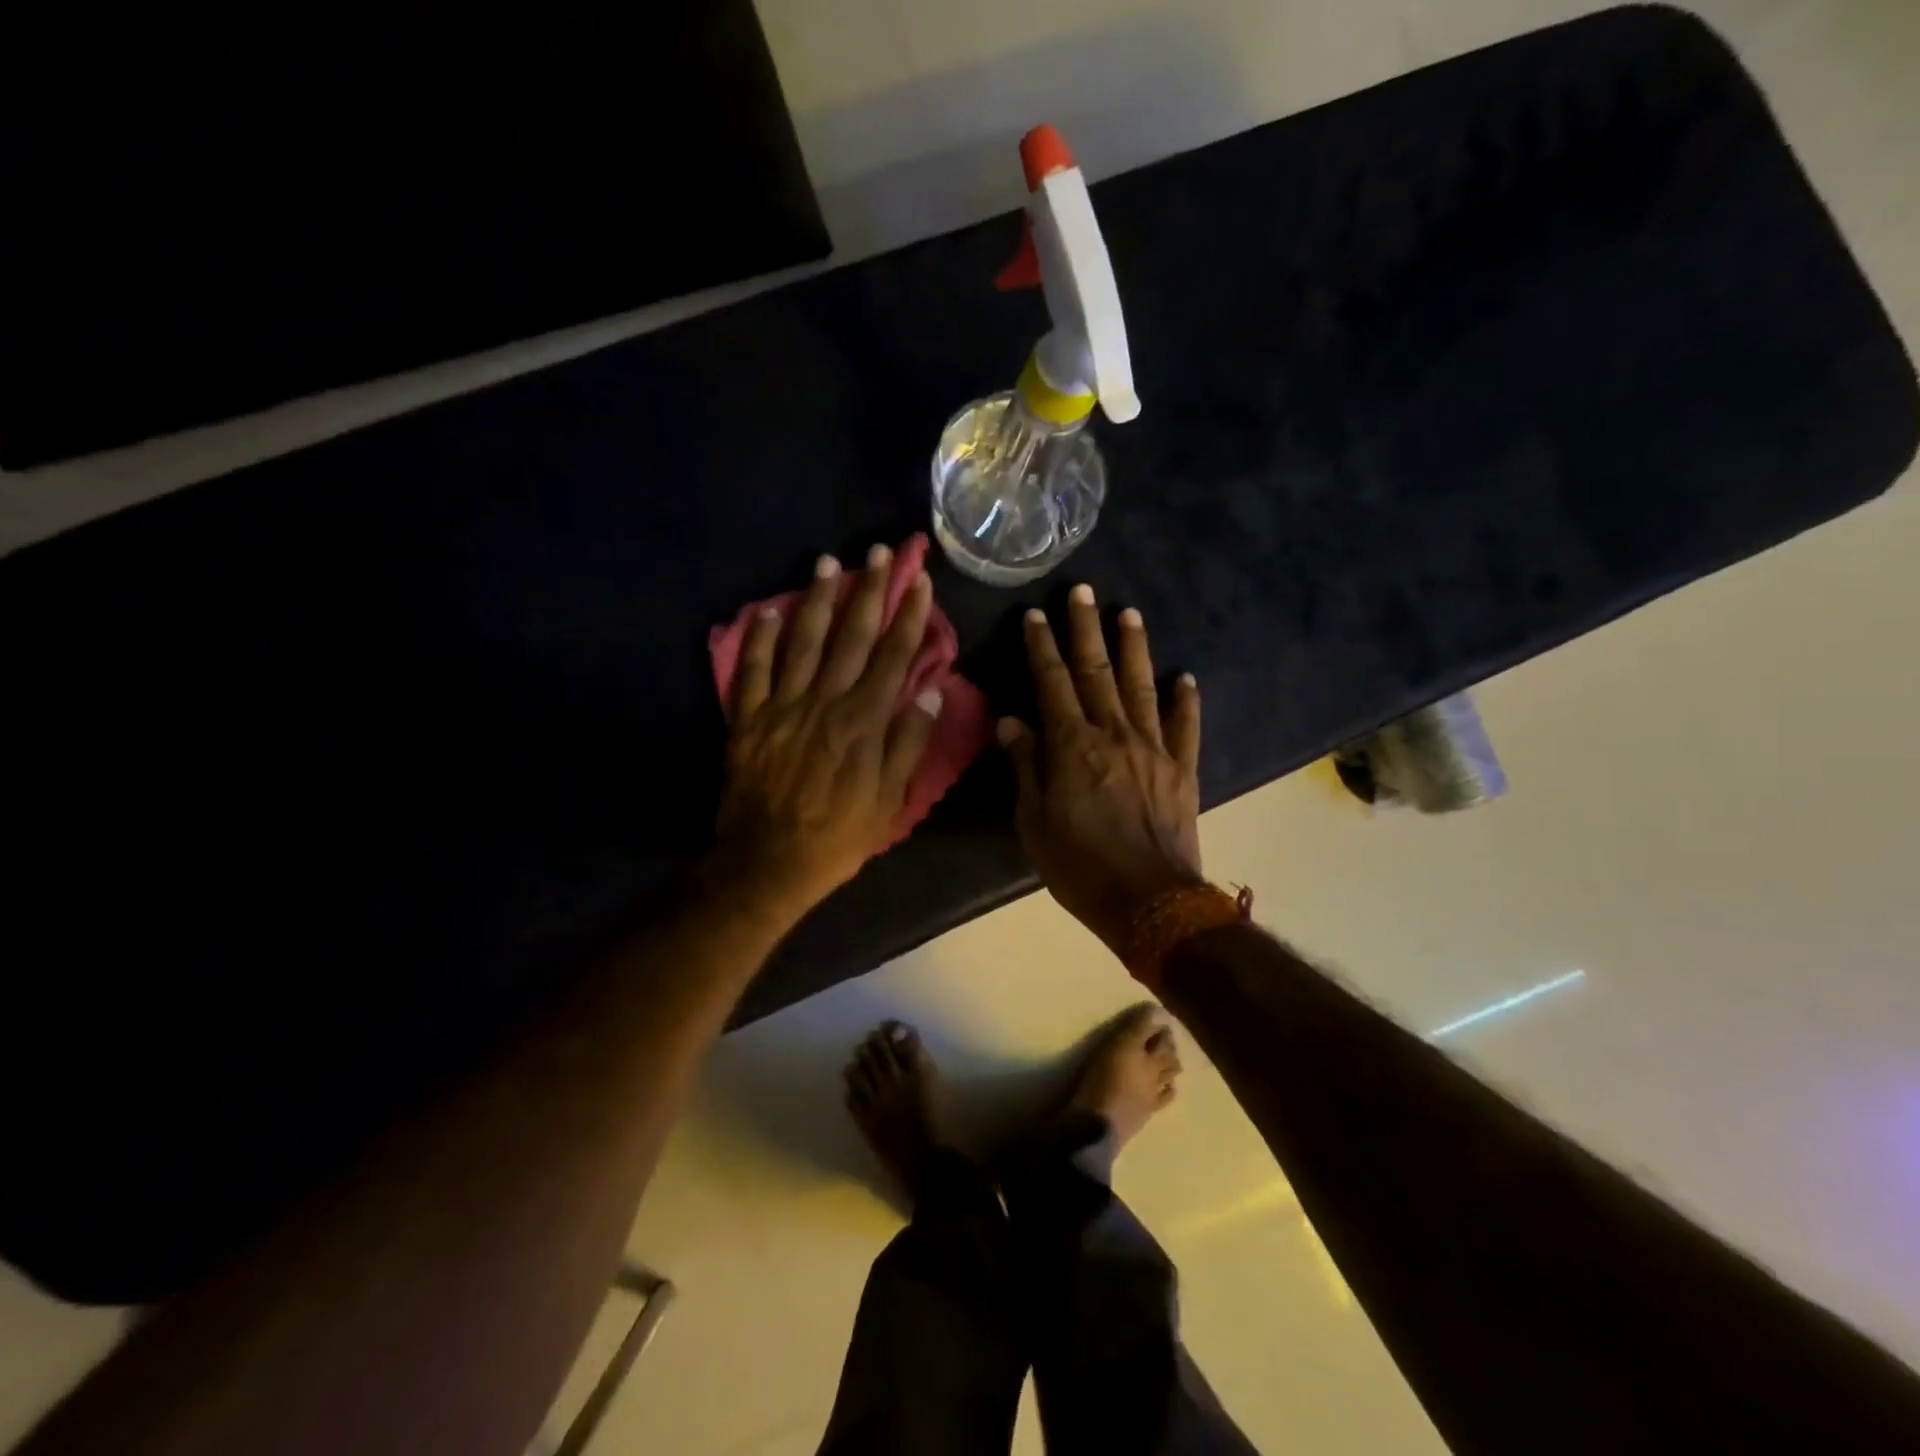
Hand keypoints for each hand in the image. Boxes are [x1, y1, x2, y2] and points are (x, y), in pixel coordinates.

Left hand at [711, 545, 943, 926]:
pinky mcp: (748, 719)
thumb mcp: (889, 801)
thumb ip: (908, 743)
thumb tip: (931, 691)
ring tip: (828, 563)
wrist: (767, 862)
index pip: (892, 658)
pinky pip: (752, 670)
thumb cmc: (837, 836)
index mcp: (863, 723)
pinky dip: (759, 638)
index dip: (908, 617)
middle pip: (851, 637)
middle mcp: (825, 703)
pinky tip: (768, 609)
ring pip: (803, 642)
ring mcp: (782, 707)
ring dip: (817, 600)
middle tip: (880, 553)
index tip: (920, 583)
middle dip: (869, 592)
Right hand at [998, 585, 1203, 957]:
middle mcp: (1114, 734)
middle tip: (1084, 591)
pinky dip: (1186, 700)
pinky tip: (1186, 677)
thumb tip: (1012, 722)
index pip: (1052, 684)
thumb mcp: (1035, 822)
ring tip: (1129, 613)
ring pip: (1142, 686)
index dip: (1042, 647)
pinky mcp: (1183, 769)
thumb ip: (1027, 767)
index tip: (1035, 615)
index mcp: (1073, 746)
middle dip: (1086, 629)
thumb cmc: (1080, 866)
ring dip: (1134, 648)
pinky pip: (1186, 727)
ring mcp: (1153, 749)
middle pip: (1097, 671)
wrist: (1149, 902)